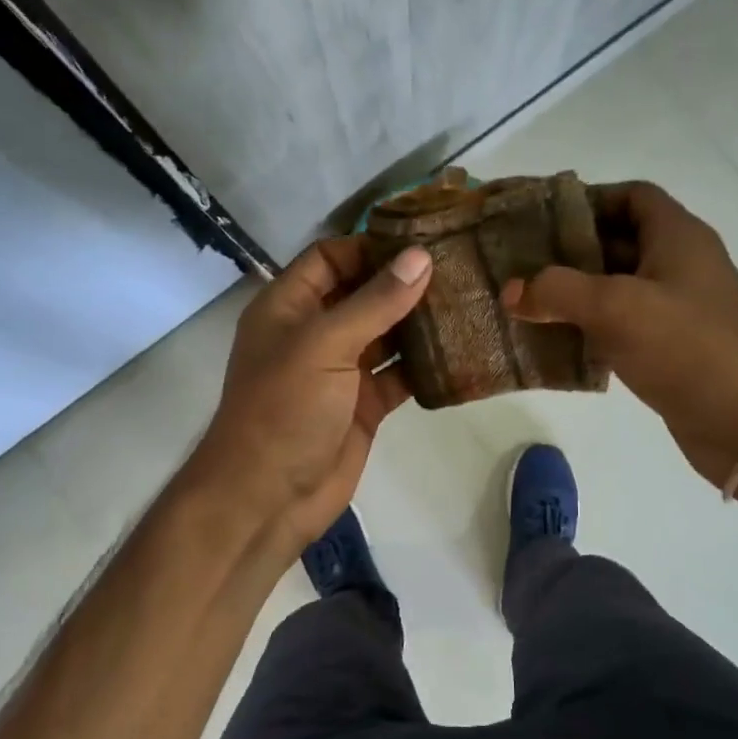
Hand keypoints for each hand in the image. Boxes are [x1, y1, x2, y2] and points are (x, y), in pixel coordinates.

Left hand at [200, 237, 432, 549]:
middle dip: (403, 282)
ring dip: (419, 322)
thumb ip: (374, 302)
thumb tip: (420, 257)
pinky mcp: (364, 405)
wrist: (269, 496)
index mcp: (288, 307)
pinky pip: (398, 375)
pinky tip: (461, 351)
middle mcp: (314, 333)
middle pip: (362, 294)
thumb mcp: (324, 345)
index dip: (369, 247)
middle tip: (458, 267)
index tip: (421, 242)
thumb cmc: (285, 409)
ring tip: (468, 301)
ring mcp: (340, 371)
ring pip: (385, 334)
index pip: (329, 258)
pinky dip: (424, 365)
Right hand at [503, 182, 737, 483]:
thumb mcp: (616, 308)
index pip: (633, 196)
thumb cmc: (686, 345)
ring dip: (576, 293)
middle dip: (571, 250)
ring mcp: (678, 309)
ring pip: (617, 287)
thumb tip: (511, 291)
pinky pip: (622, 326)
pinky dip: (590, 328)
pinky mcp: (671, 348)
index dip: (590, 199)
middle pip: (620, 241)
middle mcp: (680, 265)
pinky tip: (556, 341)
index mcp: (678, 237)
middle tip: (523, 263)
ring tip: (528, 302)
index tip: (544, 219)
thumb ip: (557, 291)